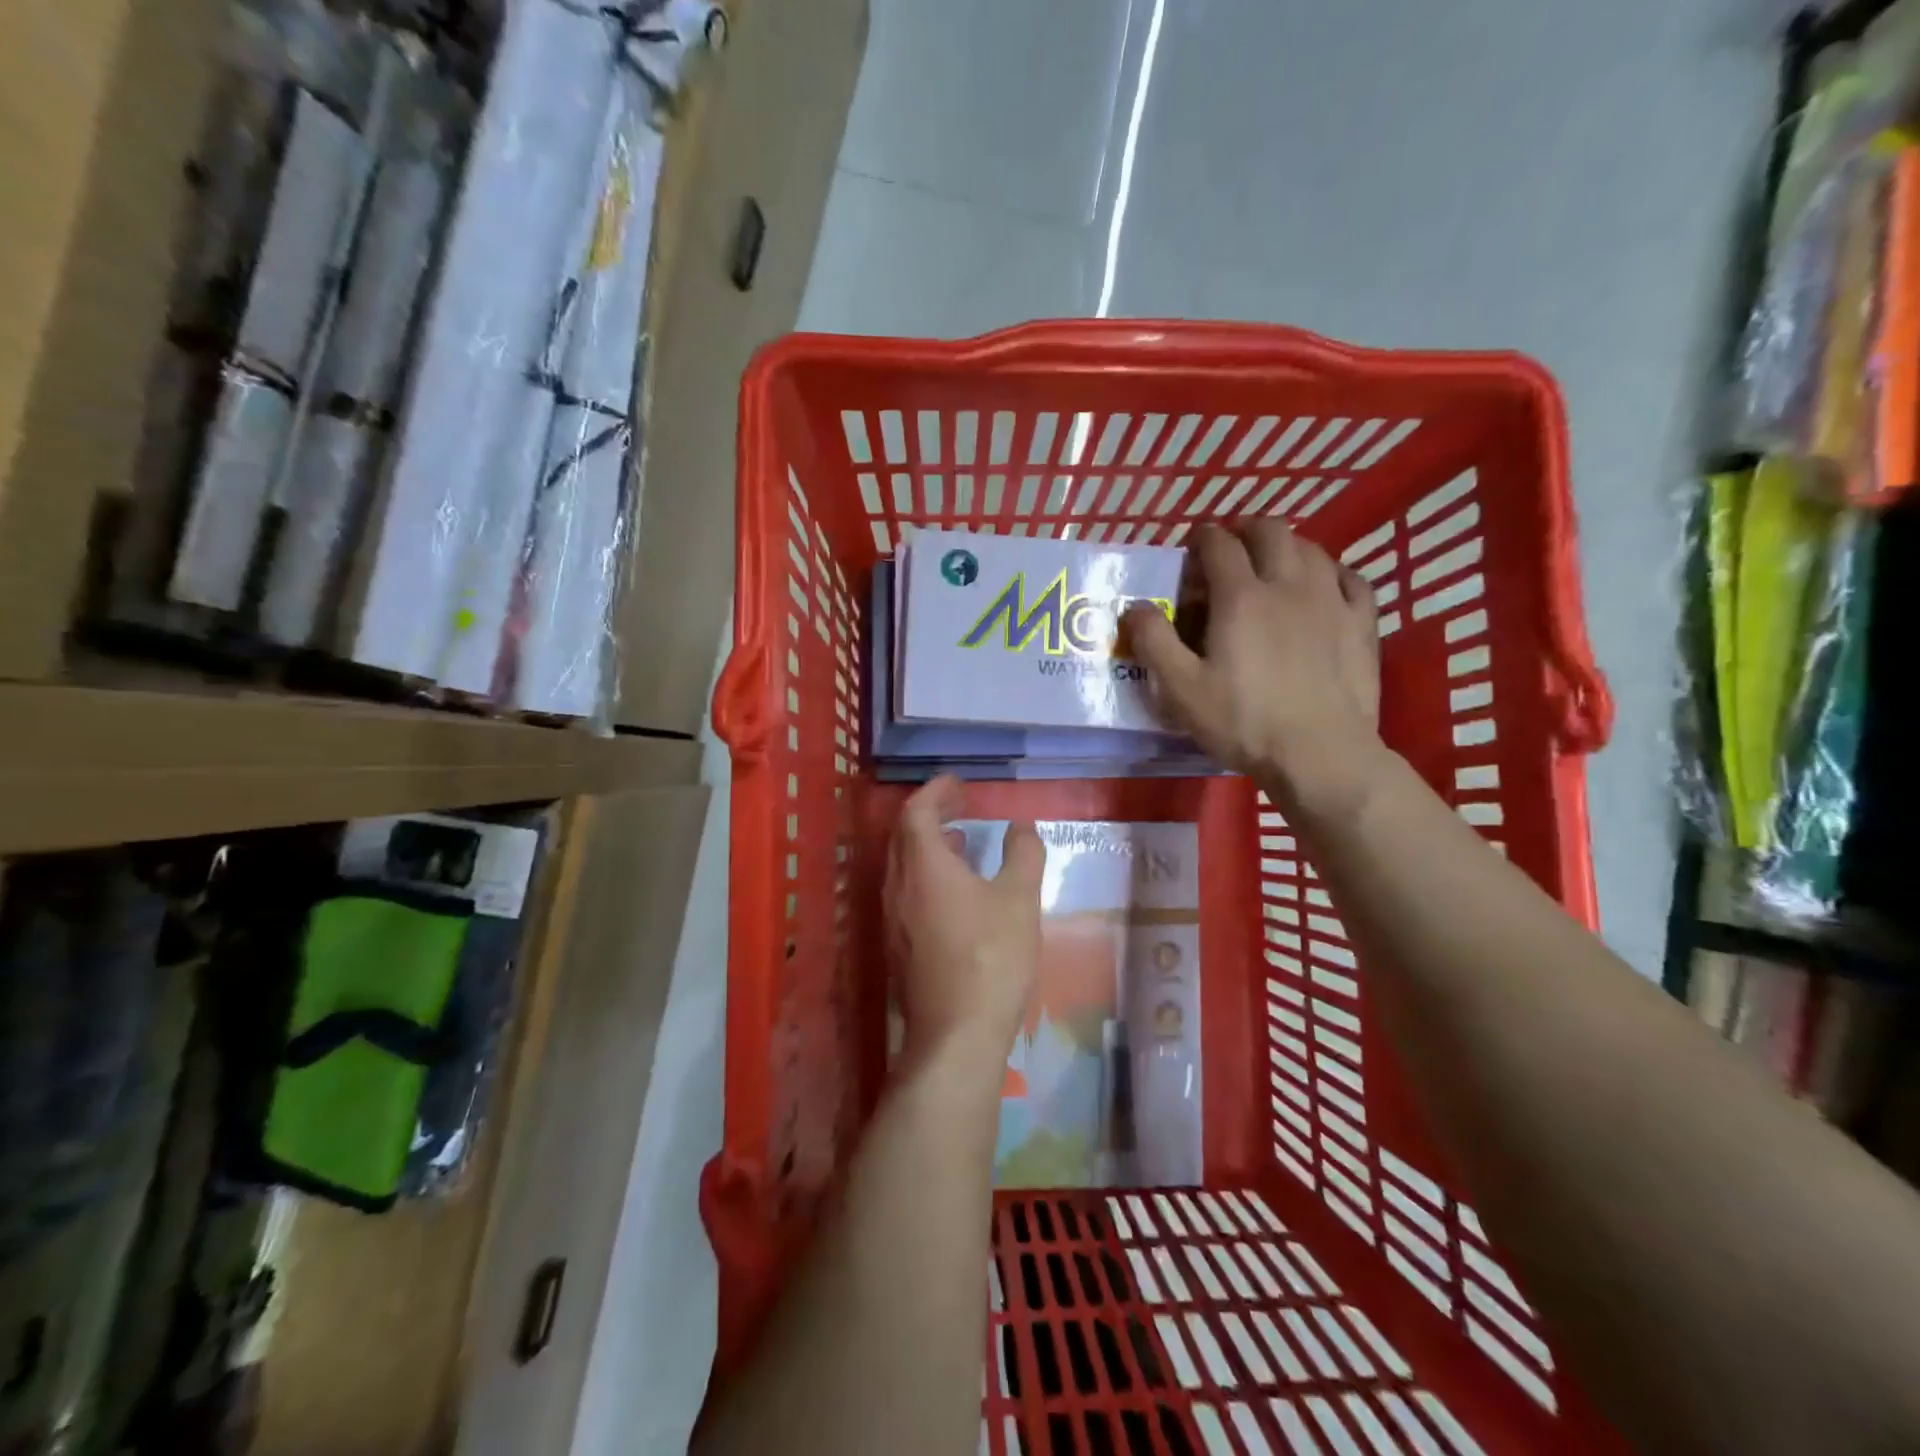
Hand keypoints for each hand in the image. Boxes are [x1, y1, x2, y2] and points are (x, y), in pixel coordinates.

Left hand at [885, 776, 1045, 1066]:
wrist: (956, 1035)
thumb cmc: (992, 957)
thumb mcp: (1019, 899)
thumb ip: (1023, 854)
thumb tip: (1021, 826)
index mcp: (923, 866)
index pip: (917, 812)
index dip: (936, 791)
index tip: (960, 784)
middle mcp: (898, 886)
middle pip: (904, 836)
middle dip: (931, 813)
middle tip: (961, 805)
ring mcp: (893, 918)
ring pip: (903, 865)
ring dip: (928, 844)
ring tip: (962, 841)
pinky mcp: (898, 945)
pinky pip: (906, 891)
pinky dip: (927, 873)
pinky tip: (956, 890)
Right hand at [1126, 520, 1386, 823]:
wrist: (1320, 754)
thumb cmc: (1243, 722)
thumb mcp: (1181, 689)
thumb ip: (1154, 642)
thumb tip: (1135, 607)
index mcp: (1241, 597)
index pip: (1219, 545)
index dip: (1202, 537)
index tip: (1192, 544)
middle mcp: (1288, 584)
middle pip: (1271, 532)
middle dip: (1246, 529)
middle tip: (1231, 546)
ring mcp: (1331, 600)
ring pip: (1312, 549)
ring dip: (1288, 545)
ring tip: (1273, 561)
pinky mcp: (1362, 624)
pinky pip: (1351, 578)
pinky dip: (1331, 571)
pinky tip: (1325, 584)